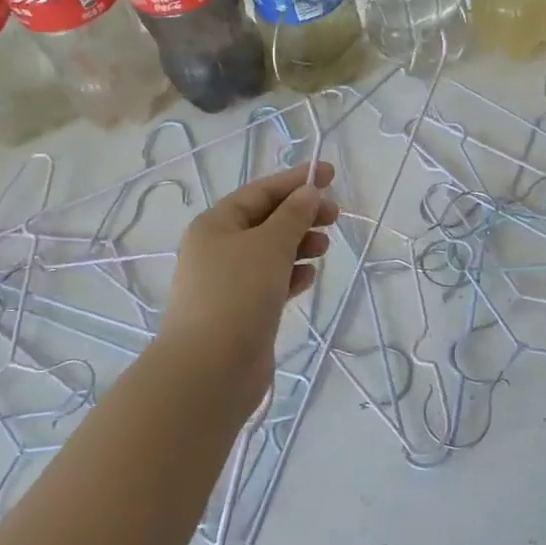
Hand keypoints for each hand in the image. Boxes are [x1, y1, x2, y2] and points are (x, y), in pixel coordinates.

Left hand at [156, 162, 338, 418]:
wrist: (211, 370)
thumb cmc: (238, 294)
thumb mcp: (270, 245)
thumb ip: (293, 215)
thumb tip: (309, 192)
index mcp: (215, 224)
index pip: (260, 192)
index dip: (296, 181)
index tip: (330, 174)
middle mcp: (218, 249)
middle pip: (266, 220)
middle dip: (301, 214)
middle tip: (334, 216)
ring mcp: (228, 282)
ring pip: (270, 252)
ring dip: (298, 244)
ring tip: (323, 247)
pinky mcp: (241, 310)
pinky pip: (270, 281)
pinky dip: (290, 274)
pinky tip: (308, 277)